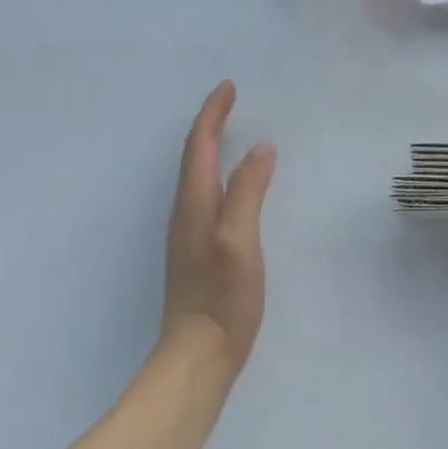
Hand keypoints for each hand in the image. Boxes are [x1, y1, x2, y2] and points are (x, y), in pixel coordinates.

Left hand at [161, 81, 275, 374]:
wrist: (195, 362)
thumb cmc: (220, 297)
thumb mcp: (239, 238)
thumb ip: (248, 190)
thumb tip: (261, 148)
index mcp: (195, 203)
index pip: (201, 145)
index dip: (213, 113)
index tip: (229, 86)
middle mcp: (186, 212)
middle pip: (194, 156)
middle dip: (210, 123)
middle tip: (230, 101)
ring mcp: (189, 234)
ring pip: (197, 175)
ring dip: (210, 146)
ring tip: (229, 130)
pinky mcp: (197, 253)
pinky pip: (205, 193)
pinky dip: (216, 171)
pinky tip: (231, 183)